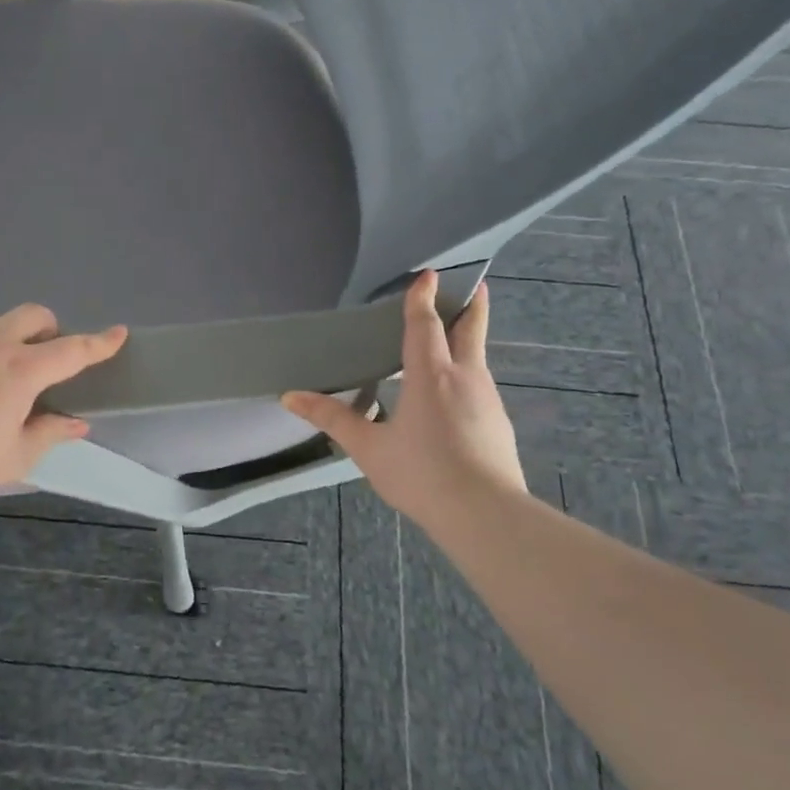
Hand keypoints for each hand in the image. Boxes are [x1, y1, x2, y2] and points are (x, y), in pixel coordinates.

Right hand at [283, 272, 525, 529]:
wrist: (485, 515)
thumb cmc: (421, 473)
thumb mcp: (368, 448)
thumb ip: (332, 419)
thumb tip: (290, 396)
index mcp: (430, 375)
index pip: (425, 325)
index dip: (423, 298)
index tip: (427, 274)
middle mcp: (465, 377)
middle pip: (469, 330)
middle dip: (471, 305)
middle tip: (473, 284)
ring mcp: (488, 400)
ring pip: (477, 359)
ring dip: (467, 341)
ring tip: (452, 340)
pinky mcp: (499, 424)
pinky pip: (481, 387)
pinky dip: (469, 375)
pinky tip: (456, 397)